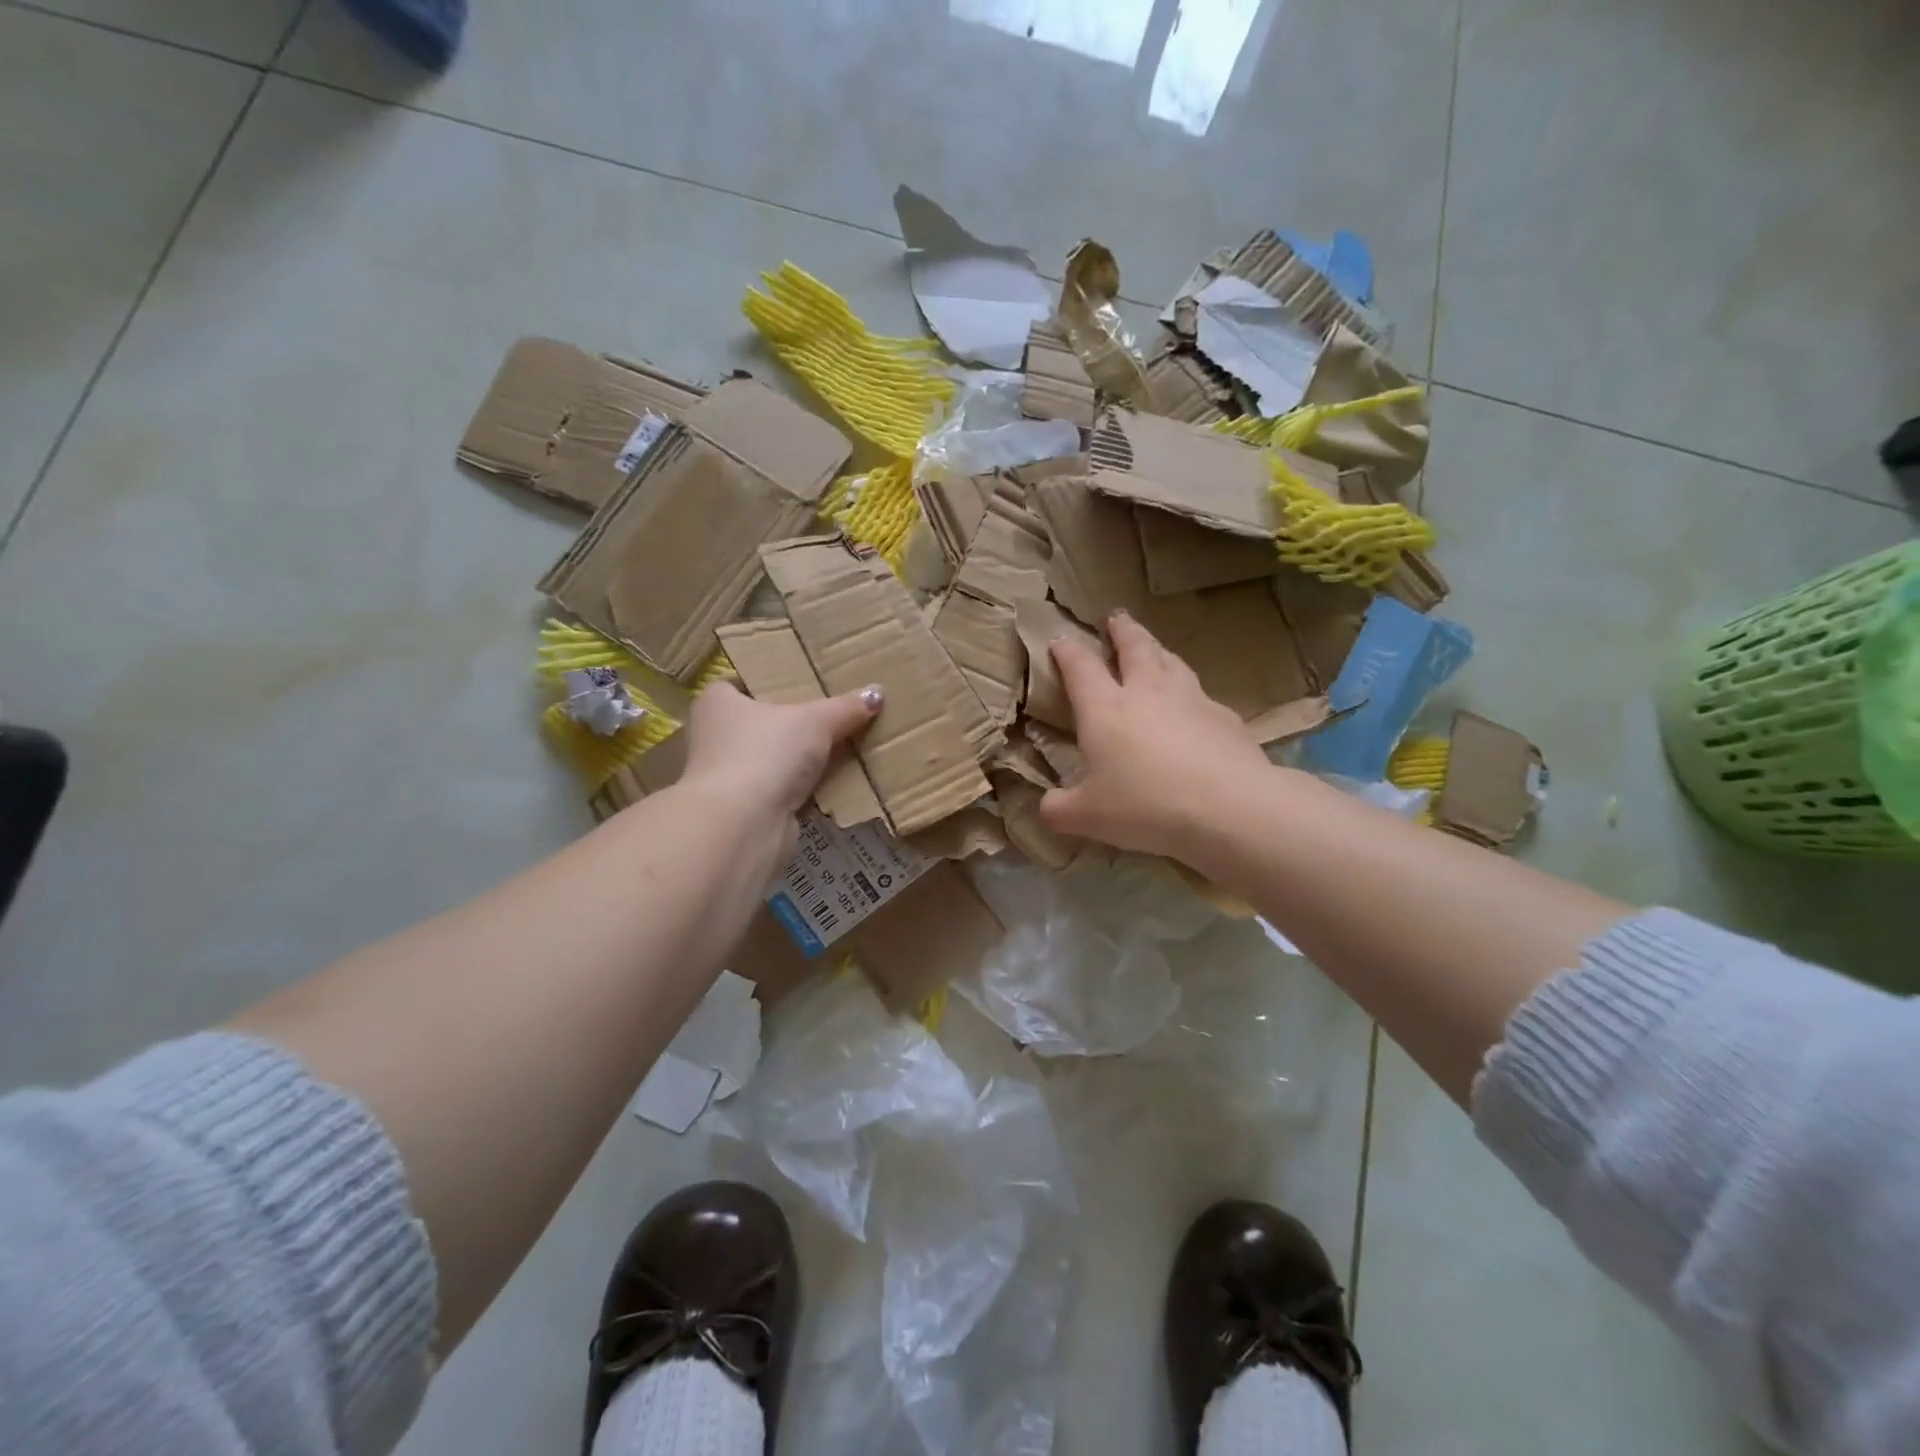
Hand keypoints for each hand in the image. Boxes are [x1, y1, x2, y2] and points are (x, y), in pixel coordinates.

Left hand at [679, 679, 880, 830]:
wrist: (742, 825)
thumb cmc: (766, 752)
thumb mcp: (815, 721)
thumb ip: (845, 708)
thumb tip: (877, 693)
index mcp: (717, 703)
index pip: (742, 684)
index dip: (772, 682)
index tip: (805, 683)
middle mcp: (715, 737)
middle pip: (762, 723)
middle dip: (795, 724)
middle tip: (835, 714)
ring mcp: (728, 777)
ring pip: (774, 760)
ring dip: (802, 760)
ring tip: (844, 747)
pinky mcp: (746, 809)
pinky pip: (783, 790)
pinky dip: (805, 789)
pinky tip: (835, 783)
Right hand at [1039, 612, 1272, 860]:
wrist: (1228, 807)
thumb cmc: (1145, 806)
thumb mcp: (1087, 816)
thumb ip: (1058, 809)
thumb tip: (1045, 807)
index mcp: (1105, 708)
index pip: (1080, 667)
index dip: (1067, 651)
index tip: (1059, 641)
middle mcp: (1147, 692)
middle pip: (1134, 647)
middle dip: (1122, 630)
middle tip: (1116, 618)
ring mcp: (1191, 699)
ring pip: (1171, 661)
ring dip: (1158, 650)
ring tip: (1155, 649)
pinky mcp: (1224, 717)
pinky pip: (1202, 695)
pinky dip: (1191, 693)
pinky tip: (1195, 706)